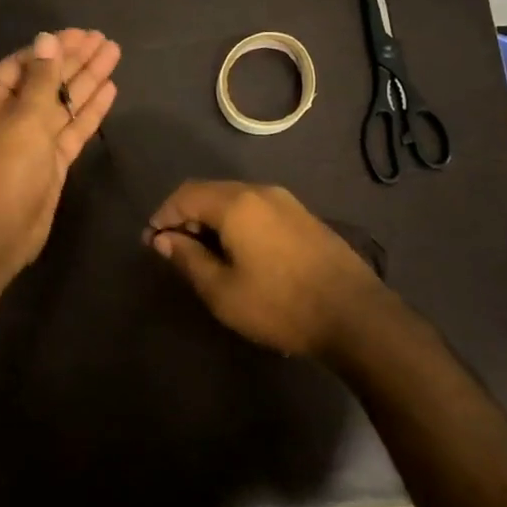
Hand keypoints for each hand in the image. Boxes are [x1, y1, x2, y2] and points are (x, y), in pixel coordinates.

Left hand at [0, 29, 120, 271]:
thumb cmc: (5, 167)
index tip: (82, 34)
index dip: (53, 48)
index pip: (22, 64)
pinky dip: (89, 111)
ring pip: (61, 103)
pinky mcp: (48, 161)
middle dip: (75, 60)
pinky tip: (110, 89)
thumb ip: (42, 77)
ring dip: (87, 80)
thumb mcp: (24, 116)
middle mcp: (4, 116)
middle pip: (44, 81)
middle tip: (104, 40)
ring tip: (114, 54)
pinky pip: (70, 128)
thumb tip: (47, 39)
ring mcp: (28, 140)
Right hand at [146, 181, 393, 358]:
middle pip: (210, 191)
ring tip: (203, 252)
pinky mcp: (304, 216)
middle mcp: (260, 191)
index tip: (151, 242)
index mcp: (235, 203)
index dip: (163, 215)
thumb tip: (164, 239)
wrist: (355, 315)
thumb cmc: (280, 304)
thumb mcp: (222, 291)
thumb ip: (188, 260)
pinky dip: (236, 222)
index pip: (185, 195)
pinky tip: (238, 251)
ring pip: (234, 199)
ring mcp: (286, 202)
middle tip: (173, 248)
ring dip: (211, 218)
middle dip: (186, 215)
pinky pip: (256, 208)